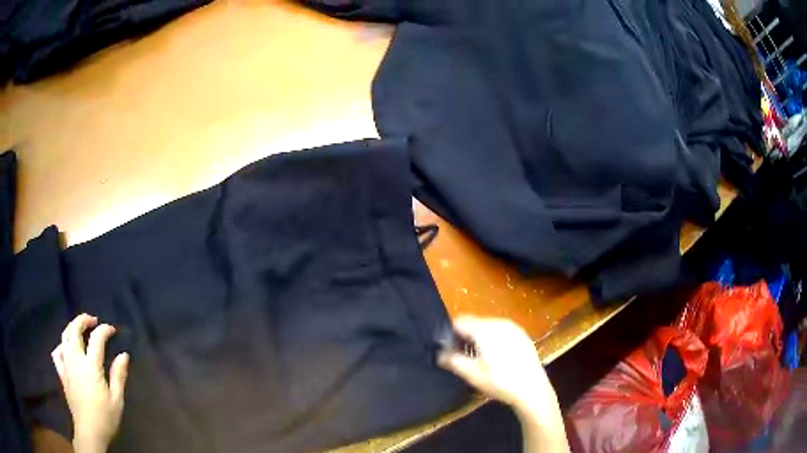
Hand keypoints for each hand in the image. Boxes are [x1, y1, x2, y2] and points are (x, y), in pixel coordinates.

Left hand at [51, 314, 128, 452]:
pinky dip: (62, 346)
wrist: (89, 432)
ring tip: (79, 329)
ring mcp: (66, 365)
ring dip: (72, 328)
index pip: (96, 339)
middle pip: (75, 330)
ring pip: (64, 337)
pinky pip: (57, 352)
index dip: (105, 330)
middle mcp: (76, 360)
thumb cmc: (105, 418)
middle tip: (93, 321)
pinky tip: (66, 349)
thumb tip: (124, 355)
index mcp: (91, 366)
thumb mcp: (117, 400)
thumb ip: (119, 376)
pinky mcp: (61, 373)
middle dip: (83, 320)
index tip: (112, 330)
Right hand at [438, 316, 568, 452]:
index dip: (450, 335)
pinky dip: (494, 340)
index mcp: (484, 328)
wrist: (532, 389)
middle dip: (465, 337)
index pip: (459, 321)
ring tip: (480, 360)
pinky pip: (502, 332)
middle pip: (474, 323)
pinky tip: (498, 359)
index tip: (450, 351)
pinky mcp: (523, 335)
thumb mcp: (471, 374)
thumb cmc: (499, 381)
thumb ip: (452, 360)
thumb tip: (439, 354)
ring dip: (480, 338)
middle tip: (464, 357)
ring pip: (488, 327)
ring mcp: (513, 327)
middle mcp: (499, 322)